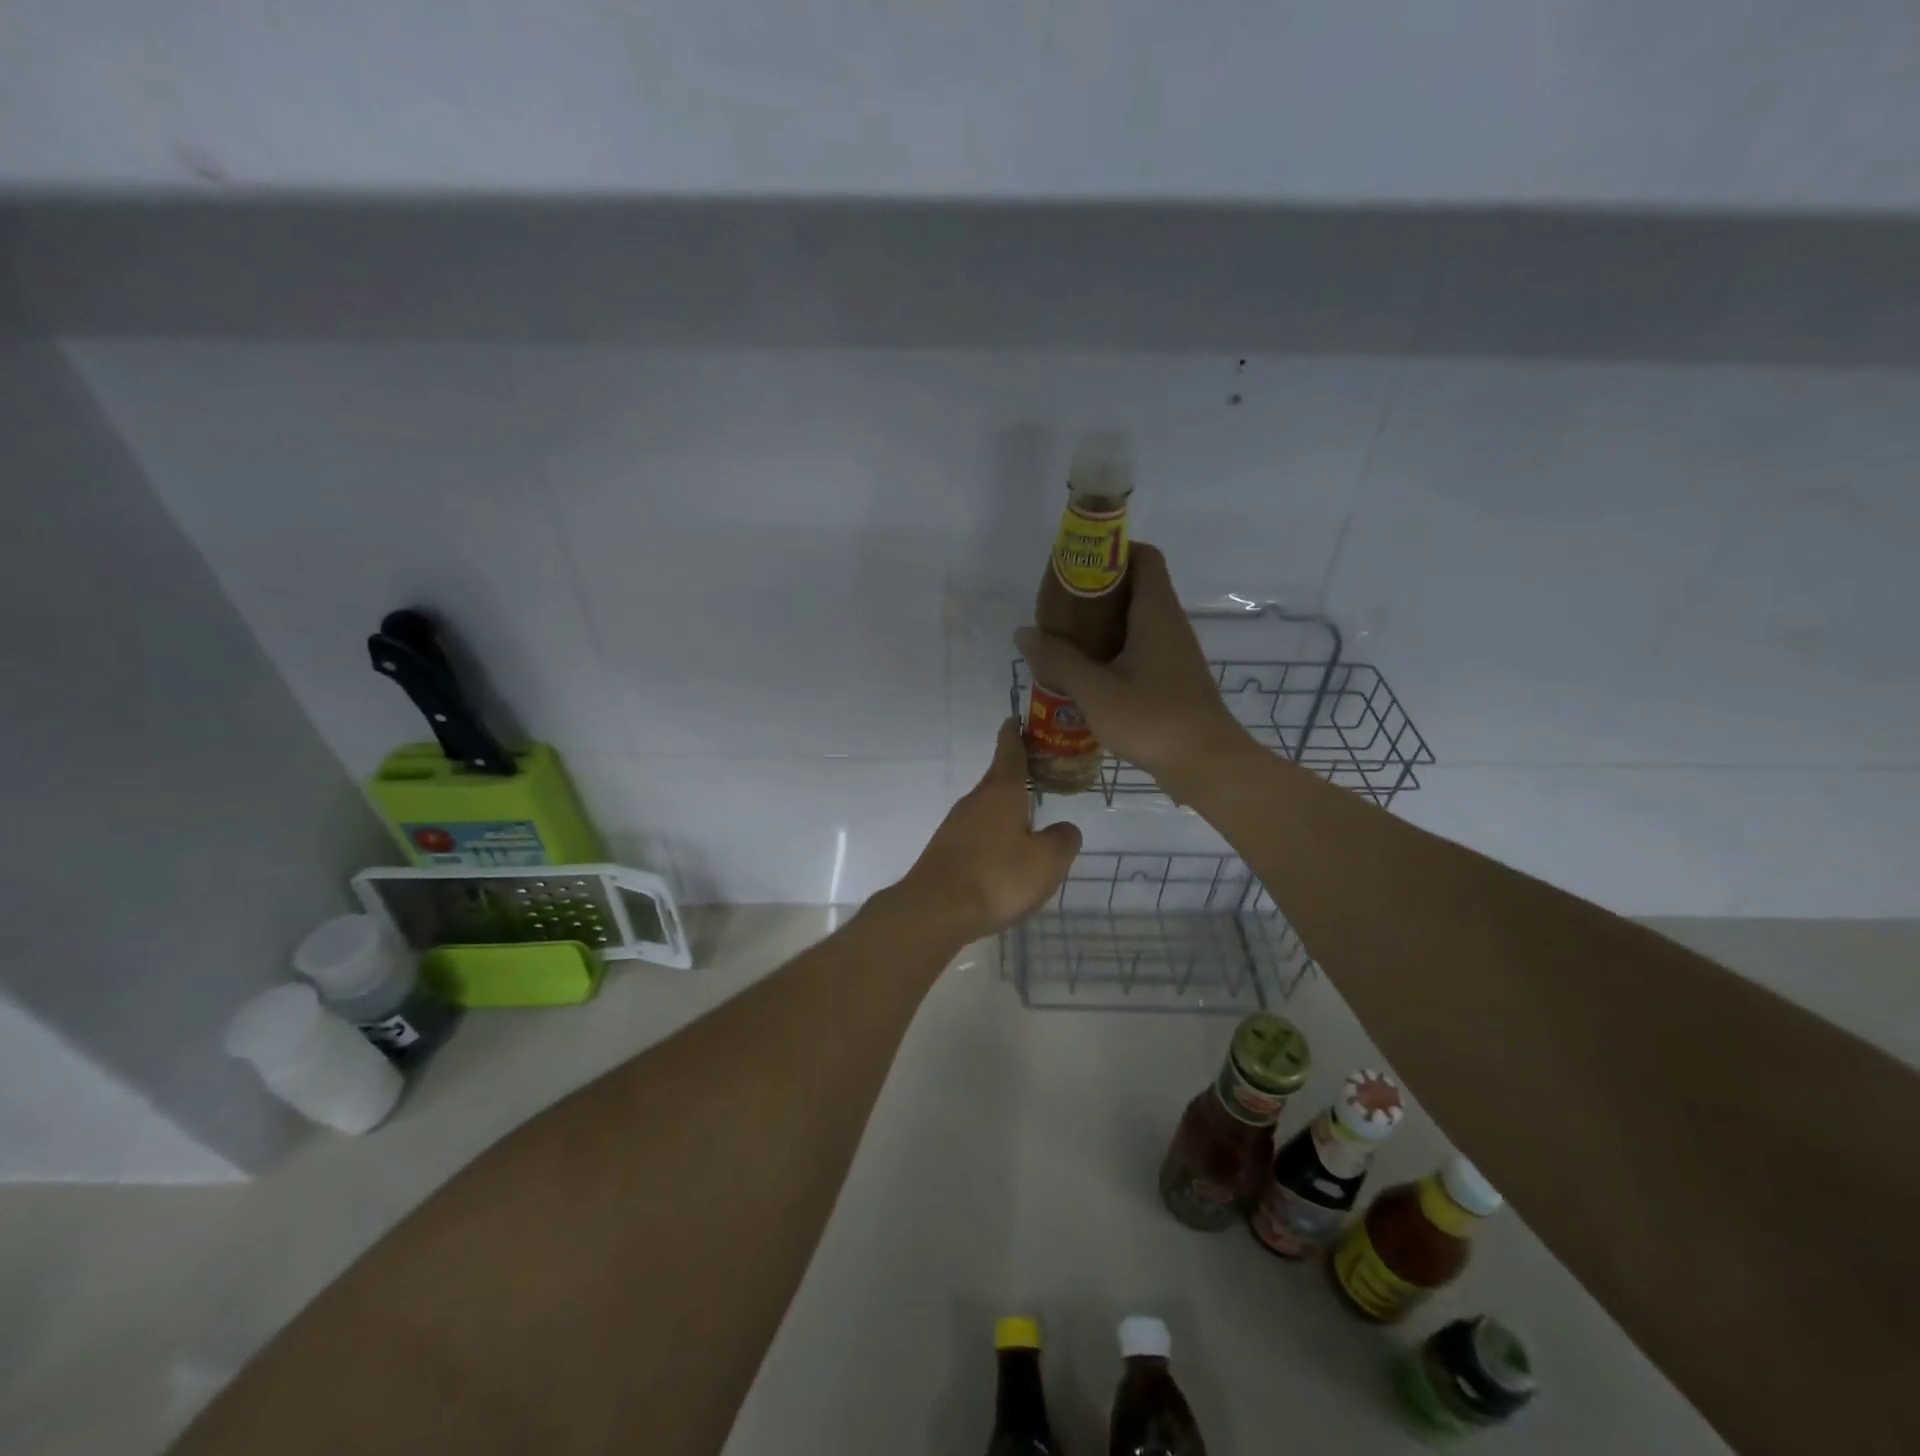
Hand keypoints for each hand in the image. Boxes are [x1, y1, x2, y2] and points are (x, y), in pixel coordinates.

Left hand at [892, 721, 1082, 943]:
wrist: (936, 910)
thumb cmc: (997, 877)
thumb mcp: (1047, 861)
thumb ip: (1063, 840)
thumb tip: (1063, 829)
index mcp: (1001, 792)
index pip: (1009, 752)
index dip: (1015, 735)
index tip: (1015, 718)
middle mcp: (975, 801)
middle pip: (997, 779)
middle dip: (1015, 774)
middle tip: (1037, 772)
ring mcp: (955, 826)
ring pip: (986, 808)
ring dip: (1005, 808)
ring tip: (1027, 819)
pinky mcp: (945, 850)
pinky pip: (976, 833)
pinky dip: (993, 834)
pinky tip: (1004, 856)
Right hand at [1015, 542, 1256, 804]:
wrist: (1207, 765)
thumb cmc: (1153, 719)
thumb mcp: (1095, 691)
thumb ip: (1058, 660)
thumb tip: (1024, 634)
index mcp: (1156, 613)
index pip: (1143, 557)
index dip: (1112, 551)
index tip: (1077, 566)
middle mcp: (1169, 625)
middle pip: (1135, 588)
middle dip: (1096, 592)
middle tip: (1059, 607)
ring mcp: (1174, 654)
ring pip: (1135, 622)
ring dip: (1102, 626)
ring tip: (1064, 640)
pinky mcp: (1172, 680)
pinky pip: (1139, 650)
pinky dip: (1113, 652)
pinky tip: (1086, 675)